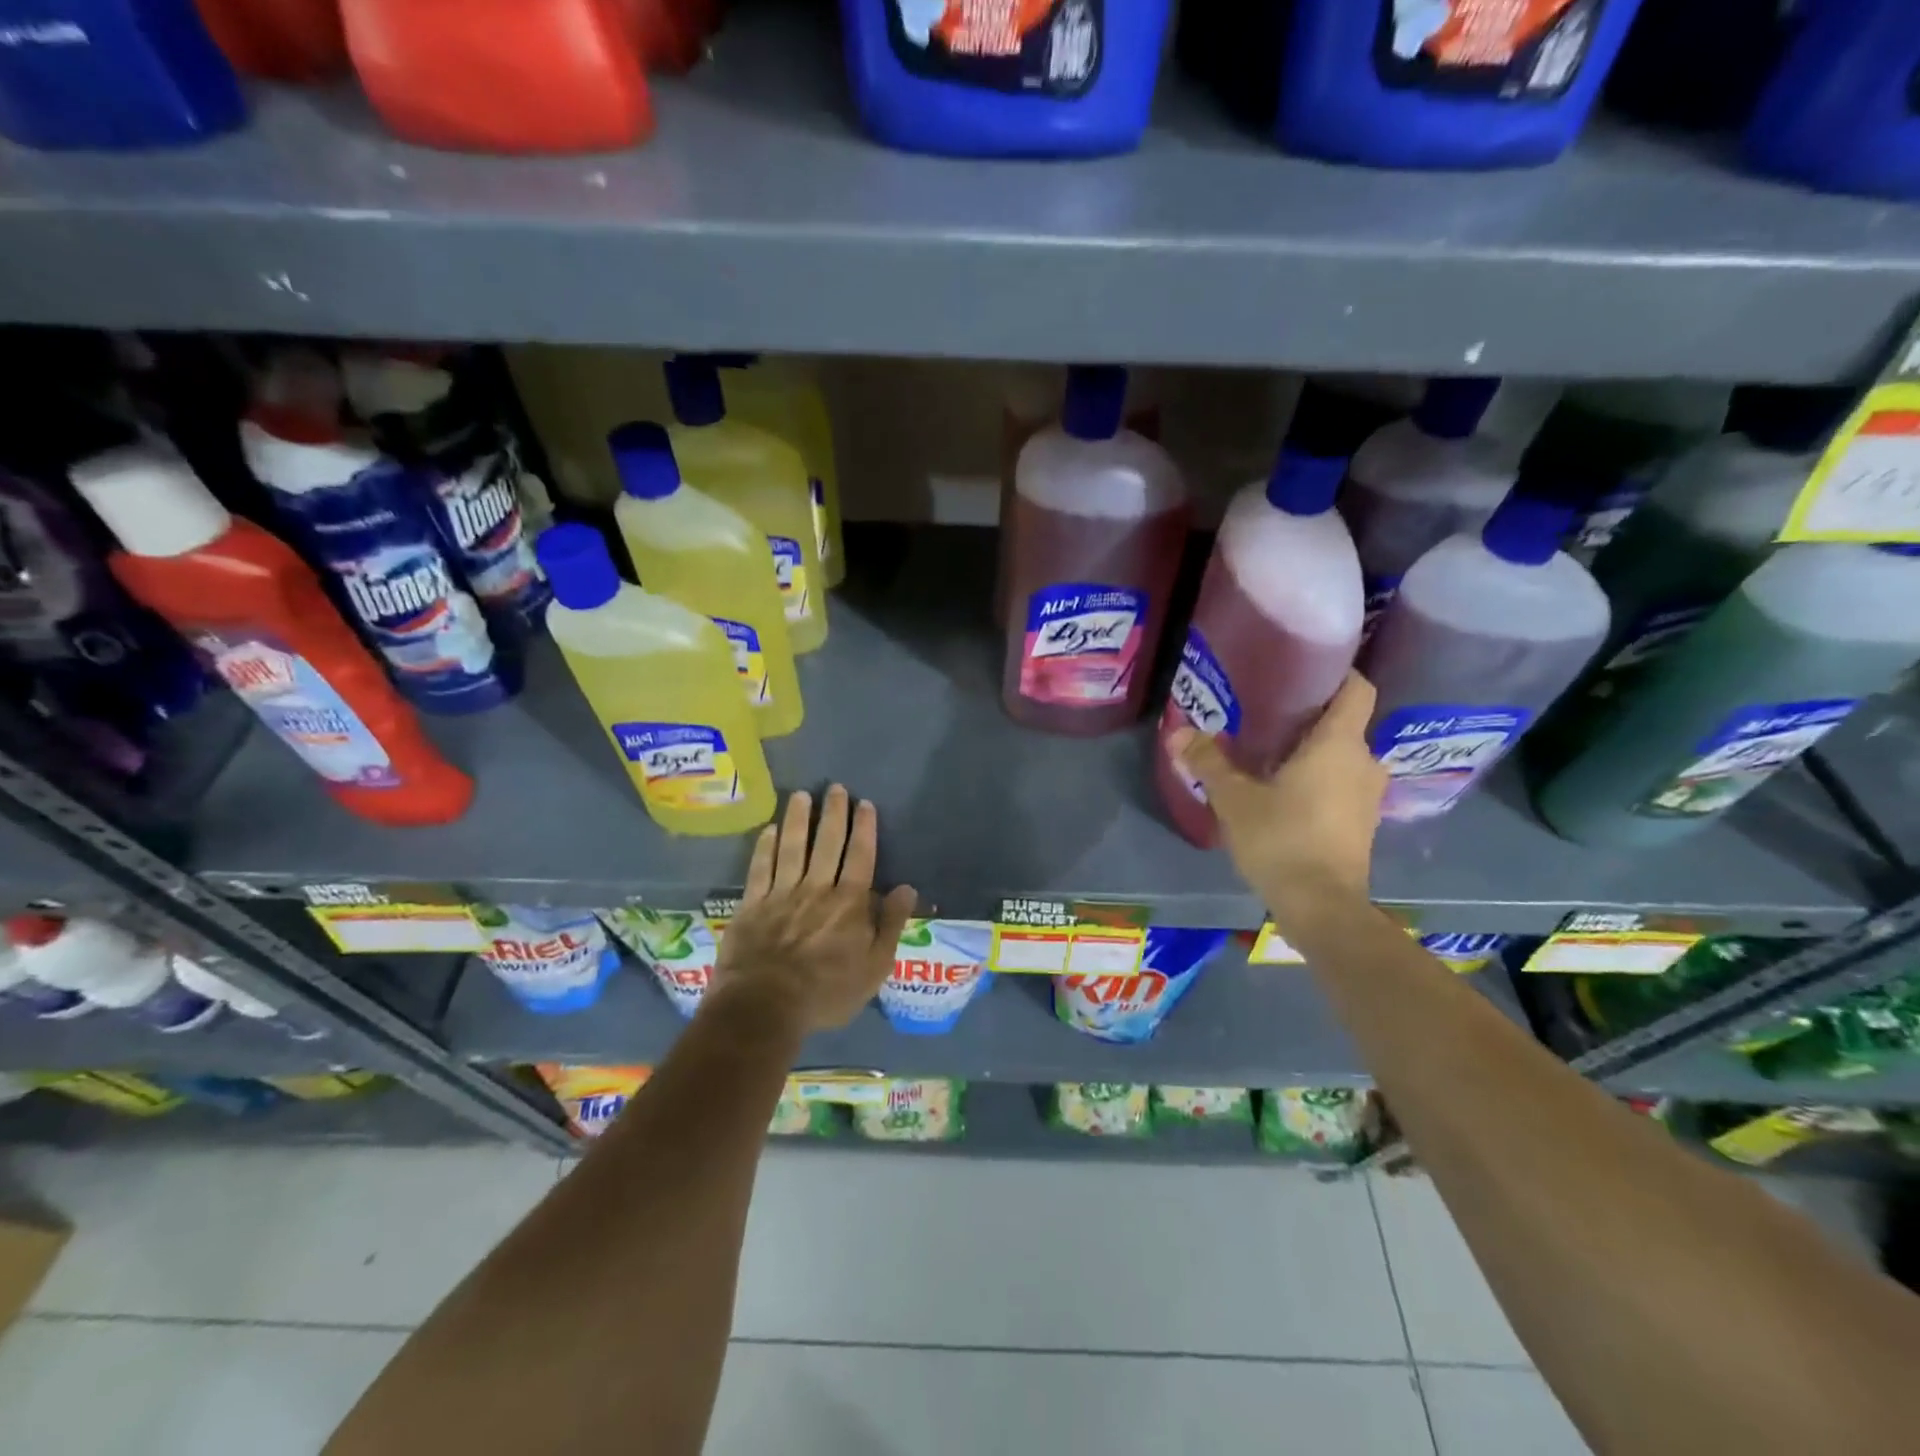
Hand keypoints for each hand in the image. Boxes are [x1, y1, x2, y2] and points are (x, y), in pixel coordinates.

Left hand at [708, 785, 917, 1034]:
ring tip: (802, 795)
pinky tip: (770, 829)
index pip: (860, 855)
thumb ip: (891, 925)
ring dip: (798, 819)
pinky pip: (760, 867)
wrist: (765, 1006)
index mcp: (849, 902)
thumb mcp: (874, 967)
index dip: (864, 828)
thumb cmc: (827, 992)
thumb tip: (907, 888)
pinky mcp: (752, 904)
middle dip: (833, 813)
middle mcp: (817, 888)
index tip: (864, 803)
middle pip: (828, 843)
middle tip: (835, 788)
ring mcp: (781, 893)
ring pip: (792, 847)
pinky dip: (765, 847)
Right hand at [1169, 671, 1385, 924]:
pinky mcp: (1361, 822)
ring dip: (1313, 750)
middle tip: (1267, 713)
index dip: (1337, 672)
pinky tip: (1284, 789)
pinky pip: (1342, 783)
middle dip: (1310, 715)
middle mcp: (1363, 762)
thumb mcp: (1235, 799)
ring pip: (1342, 755)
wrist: (1322, 906)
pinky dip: (1319, 778)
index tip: (1303, 669)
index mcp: (1339, 744)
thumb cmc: (1282, 839)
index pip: (1358, 688)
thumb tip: (1178, 732)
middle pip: (1345, 722)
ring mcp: (1367, 795)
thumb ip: (1208, 761)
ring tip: (1270, 751)